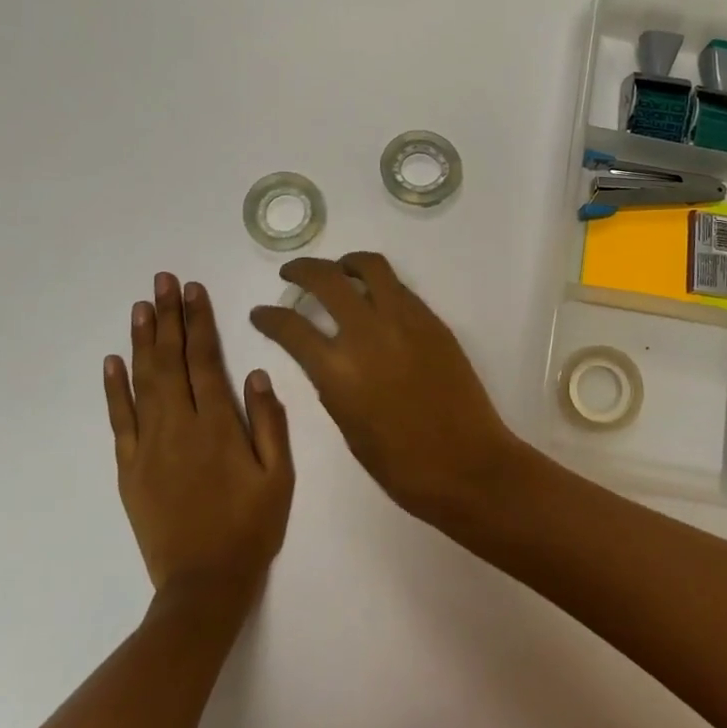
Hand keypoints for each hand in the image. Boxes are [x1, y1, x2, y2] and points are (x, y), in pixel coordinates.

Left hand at [103, 274, 293, 604]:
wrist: (204, 585)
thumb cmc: (250, 527)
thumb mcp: (279, 476)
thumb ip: (270, 422)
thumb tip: (257, 373)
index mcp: (218, 425)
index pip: (205, 360)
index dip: (199, 322)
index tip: (193, 290)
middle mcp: (179, 426)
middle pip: (170, 361)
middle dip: (168, 317)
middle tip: (162, 280)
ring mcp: (148, 446)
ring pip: (143, 382)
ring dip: (142, 341)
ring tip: (141, 306)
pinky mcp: (129, 469)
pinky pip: (119, 421)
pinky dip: (114, 389)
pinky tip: (113, 361)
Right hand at [249, 253, 522, 523]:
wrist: (466, 463)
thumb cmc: (401, 464)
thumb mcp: (348, 426)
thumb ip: (331, 384)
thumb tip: (326, 357)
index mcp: (338, 369)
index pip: (291, 327)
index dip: (268, 316)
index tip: (260, 312)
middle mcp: (367, 333)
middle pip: (327, 280)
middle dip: (302, 270)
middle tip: (291, 273)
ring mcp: (405, 321)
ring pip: (371, 268)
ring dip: (347, 263)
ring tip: (339, 270)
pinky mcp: (432, 321)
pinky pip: (400, 289)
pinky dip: (380, 285)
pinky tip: (376, 298)